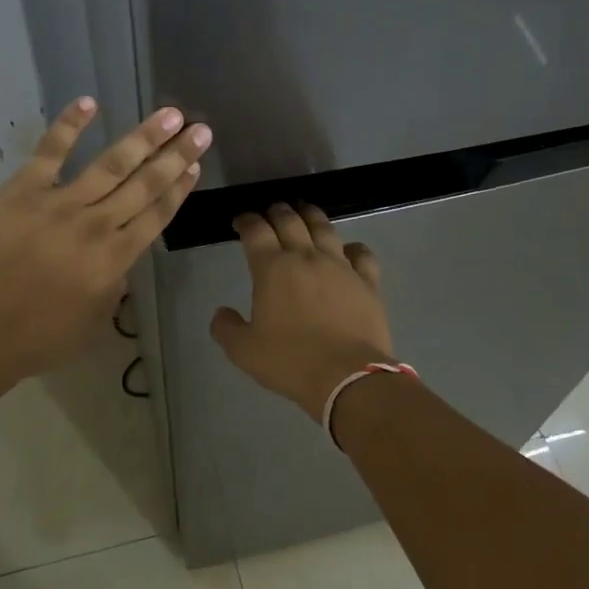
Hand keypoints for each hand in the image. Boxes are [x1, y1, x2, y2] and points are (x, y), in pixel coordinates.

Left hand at [0, 97, 211, 386]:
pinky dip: (70, 125)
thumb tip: (119, 261)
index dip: (179, 188)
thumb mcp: (92, 324)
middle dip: (176, 155)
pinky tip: (89, 102)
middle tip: (201, 130)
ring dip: (144, 137)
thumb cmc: (35, 339)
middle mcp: (97, 225)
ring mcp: (60, 203)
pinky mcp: (23, 189)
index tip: (196, 166)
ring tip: (170, 114)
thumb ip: (113, 287)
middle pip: (146, 184)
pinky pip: (51, 150)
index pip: (157, 215)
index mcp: (115, 259)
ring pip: (112, 163)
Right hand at [210, 203, 393, 420]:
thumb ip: (226, 328)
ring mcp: (340, 266)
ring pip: (324, 228)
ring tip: (305, 212)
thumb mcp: (244, 351)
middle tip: (271, 211)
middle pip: (290, 220)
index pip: (255, 231)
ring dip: (311, 216)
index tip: (240, 221)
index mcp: (272, 268)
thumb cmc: (290, 361)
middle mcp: (306, 257)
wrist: (348, 377)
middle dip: (276, 211)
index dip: (246, 220)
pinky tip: (349, 249)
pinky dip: (352, 247)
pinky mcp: (367, 282)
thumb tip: (221, 313)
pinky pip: (361, 254)